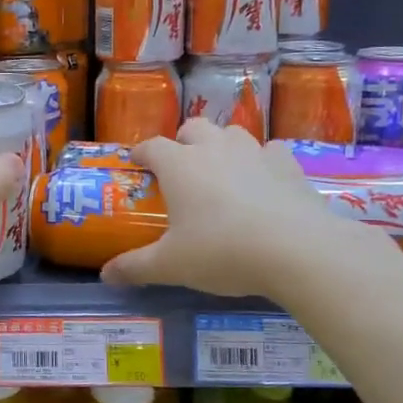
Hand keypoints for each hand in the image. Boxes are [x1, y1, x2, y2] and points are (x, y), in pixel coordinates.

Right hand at [100, 120, 358, 296]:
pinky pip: (271, 151)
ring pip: (232, 132)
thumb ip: (135, 267)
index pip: (151, 146)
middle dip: (183, 141)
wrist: (297, 250)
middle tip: (180, 168)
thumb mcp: (171, 265)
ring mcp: (255, 152)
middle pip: (193, 127)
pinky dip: (263, 160)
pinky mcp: (289, 165)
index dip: (141, 153)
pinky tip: (264, 181)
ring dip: (221, 145)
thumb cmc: (222, 252)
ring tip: (221, 172)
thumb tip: (105, 275)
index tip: (136, 164)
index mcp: (179, 165)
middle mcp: (214, 148)